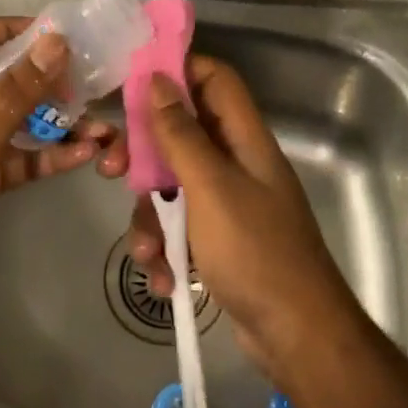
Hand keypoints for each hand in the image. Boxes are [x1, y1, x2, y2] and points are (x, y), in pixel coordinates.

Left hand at [0, 17, 127, 302]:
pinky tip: (85, 156)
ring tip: (99, 127)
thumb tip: (56, 42)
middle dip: (49, 79)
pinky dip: (51, 154)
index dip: (15, 28)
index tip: (58, 37)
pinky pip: (24, 154)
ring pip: (22, 118)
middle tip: (87, 85)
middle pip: (9, 75)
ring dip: (58, 121)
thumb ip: (17, 90)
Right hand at [126, 56, 359, 379]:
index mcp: (244, 139)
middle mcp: (235, 162)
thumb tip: (157, 80)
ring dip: (150, 216)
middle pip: (180, 133)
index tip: (131, 83)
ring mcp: (226, 202)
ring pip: (171, 185)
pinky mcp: (217, 238)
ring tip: (147, 253)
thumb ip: (181, 134)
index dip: (177, 71)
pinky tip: (165, 279)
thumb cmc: (256, 252)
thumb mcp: (210, 187)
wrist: (296, 336)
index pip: (213, 79)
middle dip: (143, 153)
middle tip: (111, 168)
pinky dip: (166, 248)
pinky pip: (179, 226)